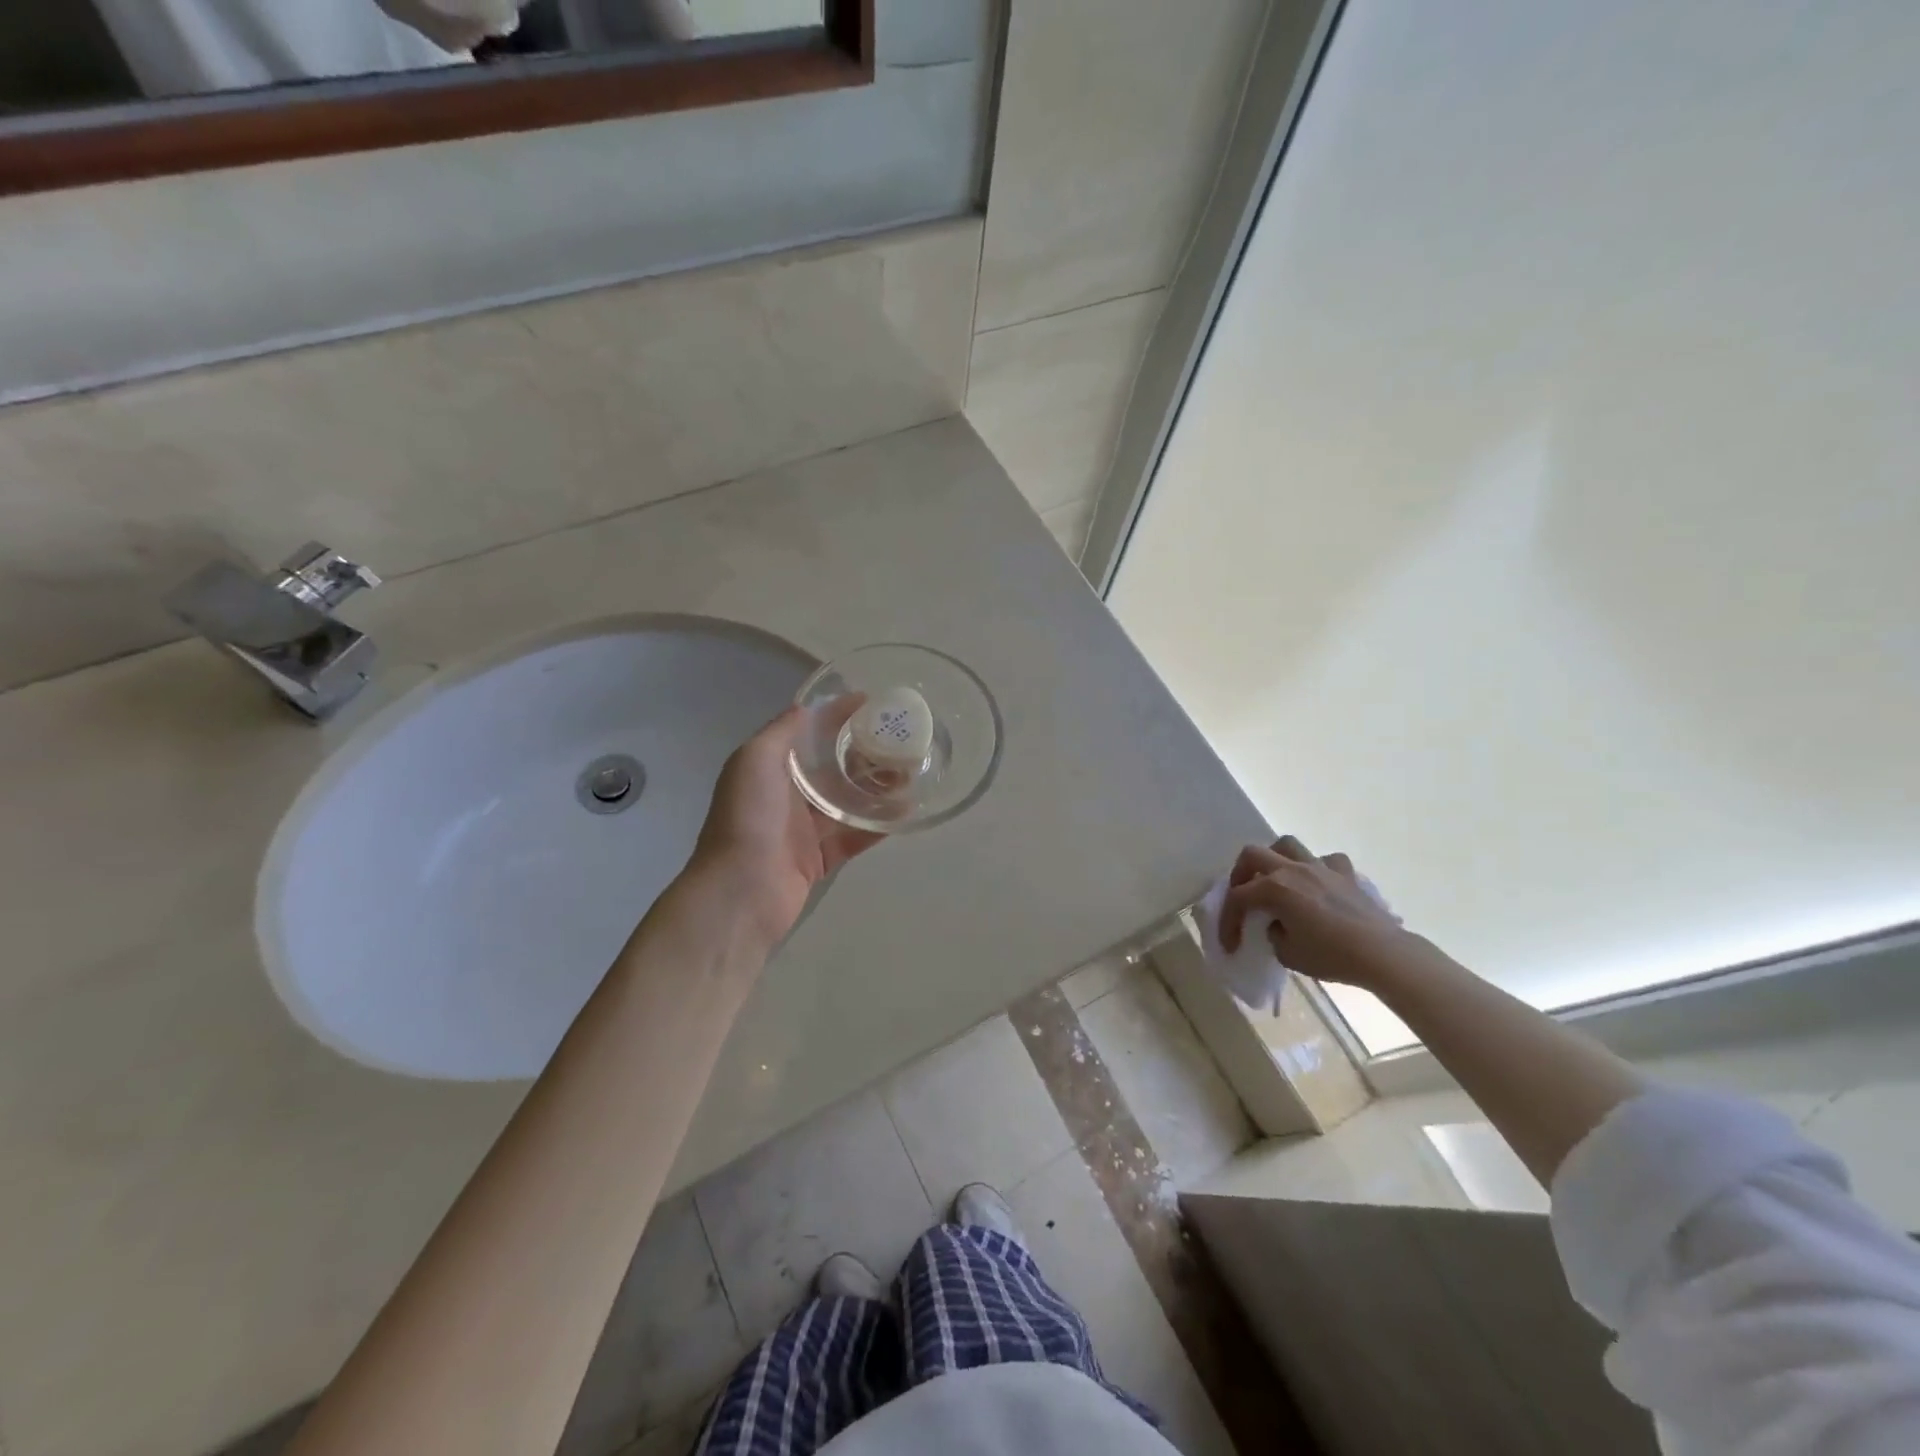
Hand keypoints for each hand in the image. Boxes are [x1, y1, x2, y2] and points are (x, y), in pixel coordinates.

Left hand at [690, 706, 882, 944]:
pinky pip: (854, 837)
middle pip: (832, 768)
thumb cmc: (748, 818)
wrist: (742, 891)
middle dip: (862, 753)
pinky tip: (904, 812)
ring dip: (875, 789)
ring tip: (910, 773)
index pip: (807, 734)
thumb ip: (780, 732)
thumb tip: (807, 708)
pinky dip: (877, 826)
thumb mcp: (755, 760)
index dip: (835, 716)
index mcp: (769, 768)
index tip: (870, 703)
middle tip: (899, 740)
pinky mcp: (820, 859)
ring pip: (847, 802)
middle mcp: (786, 795)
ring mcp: (804, 829)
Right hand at [1218, 836, 1420, 989]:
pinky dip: (1317, 869)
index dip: (1228, 920)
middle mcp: (1293, 870)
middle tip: (1242, 895)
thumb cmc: (1331, 956)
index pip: (1238, 898)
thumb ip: (1273, 933)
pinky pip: (1327, 861)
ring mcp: (1321, 868)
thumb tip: (1278, 924)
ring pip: (1288, 845)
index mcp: (1274, 888)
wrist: (1381, 954)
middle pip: (1253, 855)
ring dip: (1275, 859)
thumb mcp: (1287, 954)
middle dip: (1240, 874)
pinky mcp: (1346, 874)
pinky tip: (1318, 885)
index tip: (1231, 944)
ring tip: (1276, 878)